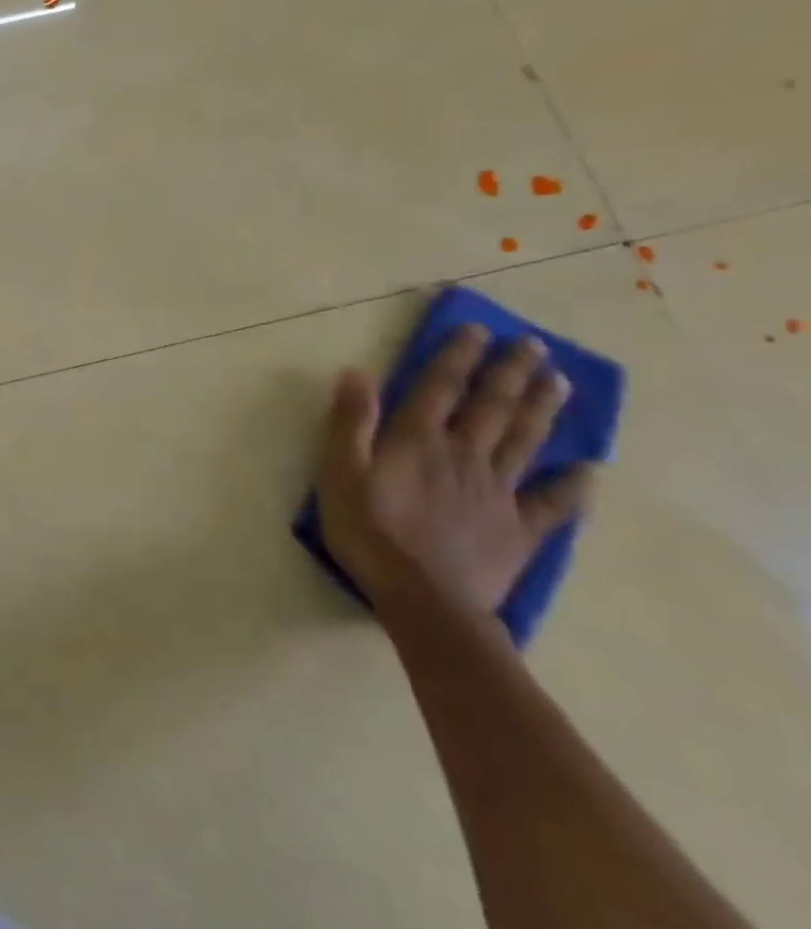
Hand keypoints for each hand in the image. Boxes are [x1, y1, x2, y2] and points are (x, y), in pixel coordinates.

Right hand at [316, 325, 596, 631]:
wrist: (424, 599)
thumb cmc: (368, 532)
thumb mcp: (339, 473)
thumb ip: (349, 423)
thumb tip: (356, 372)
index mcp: (417, 441)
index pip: (440, 387)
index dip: (457, 356)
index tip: (477, 328)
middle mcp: (464, 456)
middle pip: (492, 407)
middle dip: (511, 372)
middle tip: (534, 345)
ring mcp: (498, 492)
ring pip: (525, 441)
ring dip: (542, 409)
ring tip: (559, 382)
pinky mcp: (519, 529)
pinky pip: (551, 503)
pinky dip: (572, 486)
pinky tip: (589, 470)